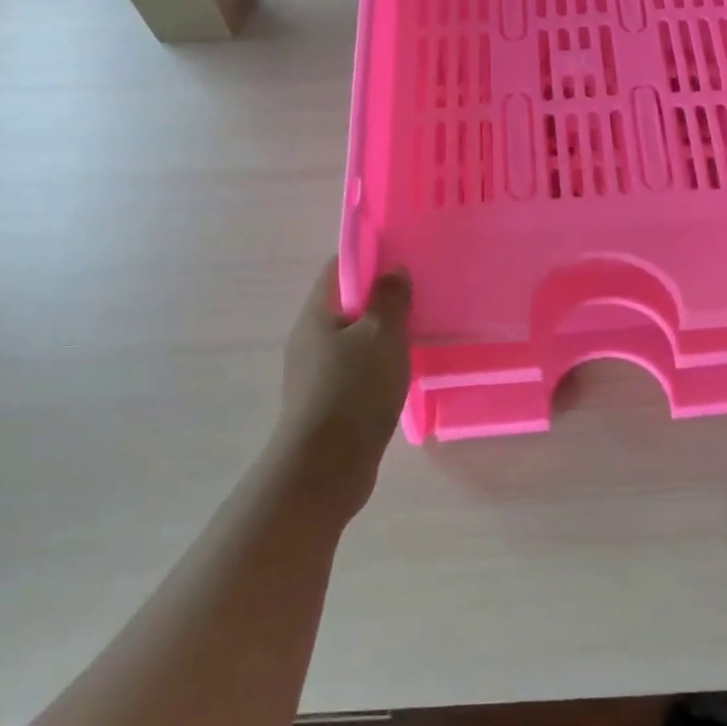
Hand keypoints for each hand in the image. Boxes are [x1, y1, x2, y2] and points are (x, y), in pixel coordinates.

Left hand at [279, 259, 412, 473]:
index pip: (338, 269)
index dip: (369, 258)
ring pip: (352, 341)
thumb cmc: (354, 390)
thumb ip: (390, 300)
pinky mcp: (326, 403)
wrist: (326, 467)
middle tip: (418, 301)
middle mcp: (309, 339)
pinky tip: (399, 377)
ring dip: (380, 336)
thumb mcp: (381, 336)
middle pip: (345, 305)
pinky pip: (354, 371)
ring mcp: (314, 374)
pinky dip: (376, 366)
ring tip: (416, 338)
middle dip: (379, 300)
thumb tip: (393, 270)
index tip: (403, 261)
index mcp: (316, 314)